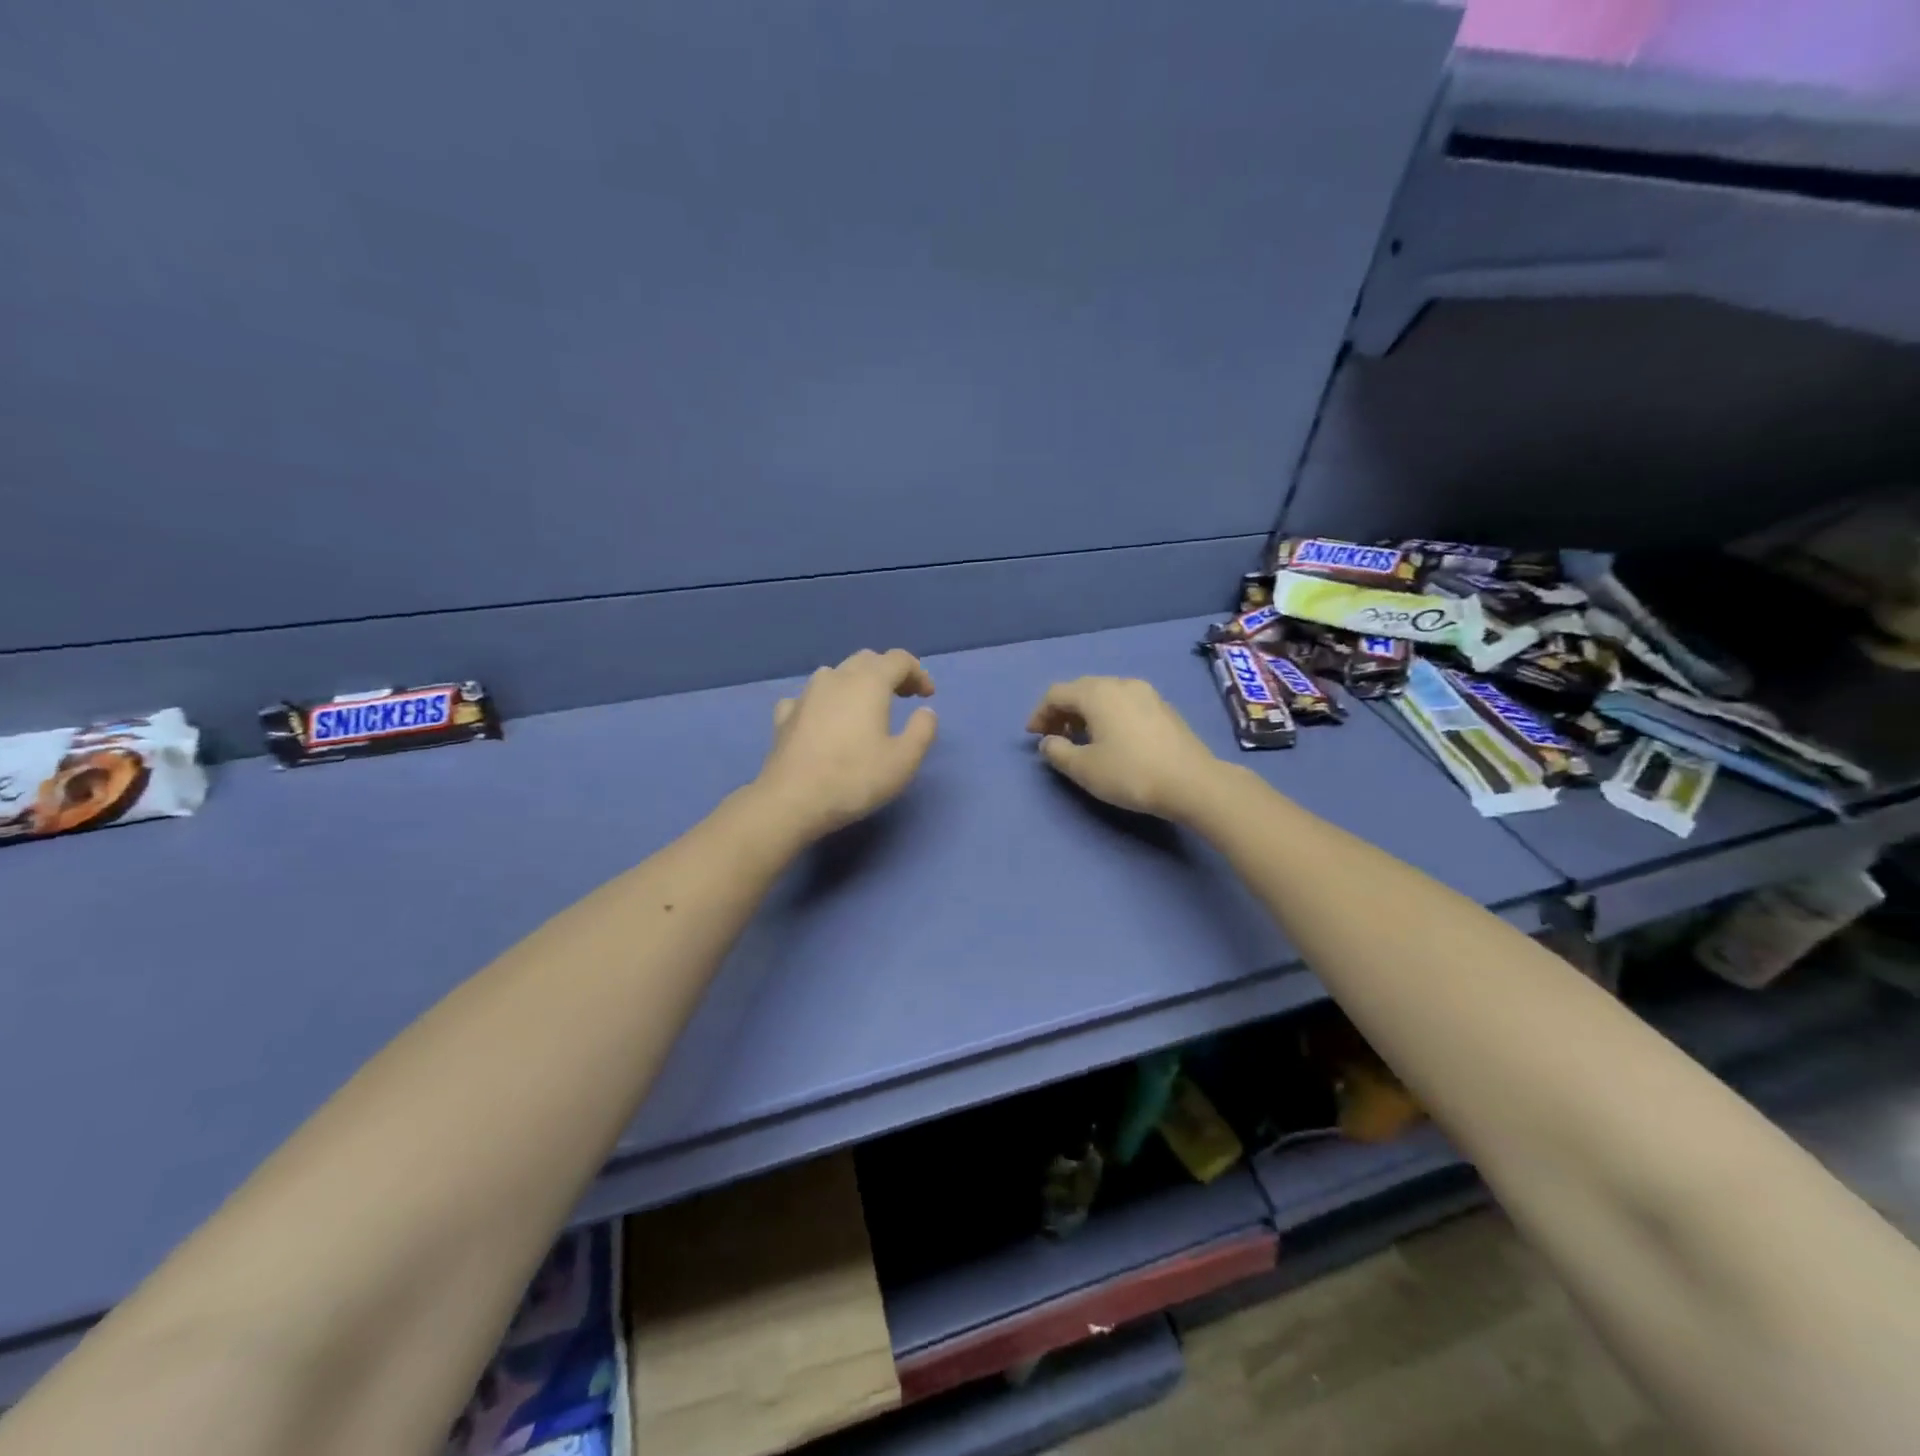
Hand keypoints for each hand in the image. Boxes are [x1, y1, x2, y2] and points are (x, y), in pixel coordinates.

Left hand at [752, 648, 937, 842]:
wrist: (791, 801)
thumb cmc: (854, 779)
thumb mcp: (904, 760)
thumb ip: (922, 731)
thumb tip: (925, 712)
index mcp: (868, 683)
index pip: (899, 659)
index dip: (918, 673)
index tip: (927, 696)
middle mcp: (835, 678)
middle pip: (867, 660)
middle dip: (888, 673)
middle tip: (903, 696)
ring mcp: (806, 695)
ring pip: (835, 673)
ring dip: (856, 682)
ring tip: (865, 707)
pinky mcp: (785, 716)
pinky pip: (809, 697)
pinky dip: (825, 702)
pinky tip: (825, 720)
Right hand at [1026, 677, 1224, 820]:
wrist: (1192, 783)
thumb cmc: (1130, 773)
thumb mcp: (1084, 769)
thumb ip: (1058, 752)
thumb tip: (1049, 742)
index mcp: (1097, 693)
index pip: (1056, 693)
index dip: (1039, 713)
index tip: (1033, 736)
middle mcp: (1121, 684)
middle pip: (1081, 690)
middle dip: (1062, 711)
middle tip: (1054, 737)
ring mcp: (1146, 693)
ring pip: (1105, 695)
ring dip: (1086, 713)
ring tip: (1081, 739)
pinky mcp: (1164, 708)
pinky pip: (1125, 703)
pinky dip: (1109, 715)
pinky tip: (1112, 739)